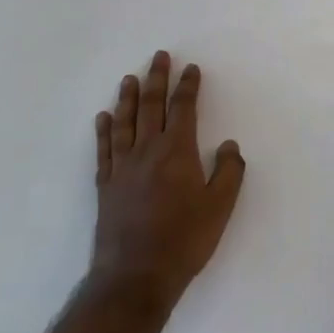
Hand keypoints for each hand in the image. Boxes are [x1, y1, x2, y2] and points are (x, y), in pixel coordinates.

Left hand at [91, 51, 245, 313]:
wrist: (135, 275)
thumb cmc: (184, 240)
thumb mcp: (220, 208)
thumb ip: (229, 173)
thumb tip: (230, 146)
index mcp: (177, 152)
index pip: (183, 109)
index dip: (188, 87)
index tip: (191, 68)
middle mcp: (147, 150)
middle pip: (152, 106)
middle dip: (157, 79)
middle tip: (159, 57)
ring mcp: (122, 167)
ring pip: (125, 122)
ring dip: (128, 98)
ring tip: (130, 78)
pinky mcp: (105, 185)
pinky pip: (104, 149)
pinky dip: (103, 130)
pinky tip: (103, 117)